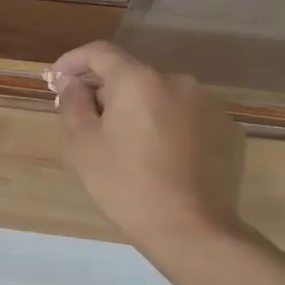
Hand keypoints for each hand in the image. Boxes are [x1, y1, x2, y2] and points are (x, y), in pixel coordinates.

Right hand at [47, 42, 244, 248]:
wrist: (193, 231)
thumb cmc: (126, 184)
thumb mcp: (82, 144)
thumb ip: (72, 102)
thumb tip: (72, 83)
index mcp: (139, 81)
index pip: (100, 53)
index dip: (72, 61)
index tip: (56, 79)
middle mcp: (178, 82)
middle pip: (131, 75)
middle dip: (105, 90)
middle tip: (85, 119)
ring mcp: (209, 106)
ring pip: (160, 96)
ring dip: (138, 108)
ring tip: (124, 142)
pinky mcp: (228, 131)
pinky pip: (186, 117)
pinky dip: (167, 125)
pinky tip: (158, 156)